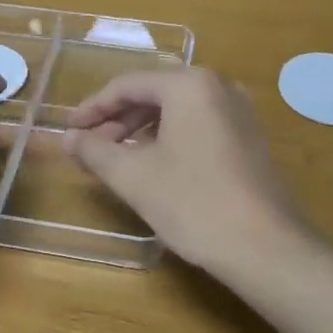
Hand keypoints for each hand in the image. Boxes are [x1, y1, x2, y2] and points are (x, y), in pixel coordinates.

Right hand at [65, 69, 307, 278]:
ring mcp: (240, 111)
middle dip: (117, 120)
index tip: (69, 131)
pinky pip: (199, 125)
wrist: (266, 247)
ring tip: (117, 159)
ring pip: (177, 110)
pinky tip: (155, 166)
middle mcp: (218, 86)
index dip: (92, 108)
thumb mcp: (133, 176)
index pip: (127, 85)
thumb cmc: (193, 203)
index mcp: (189, 85)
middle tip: (90, 148)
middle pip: (154, 93)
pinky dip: (170, 138)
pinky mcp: (250, 137)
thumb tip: (66, 138)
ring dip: (141, 130)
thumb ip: (94, 151)